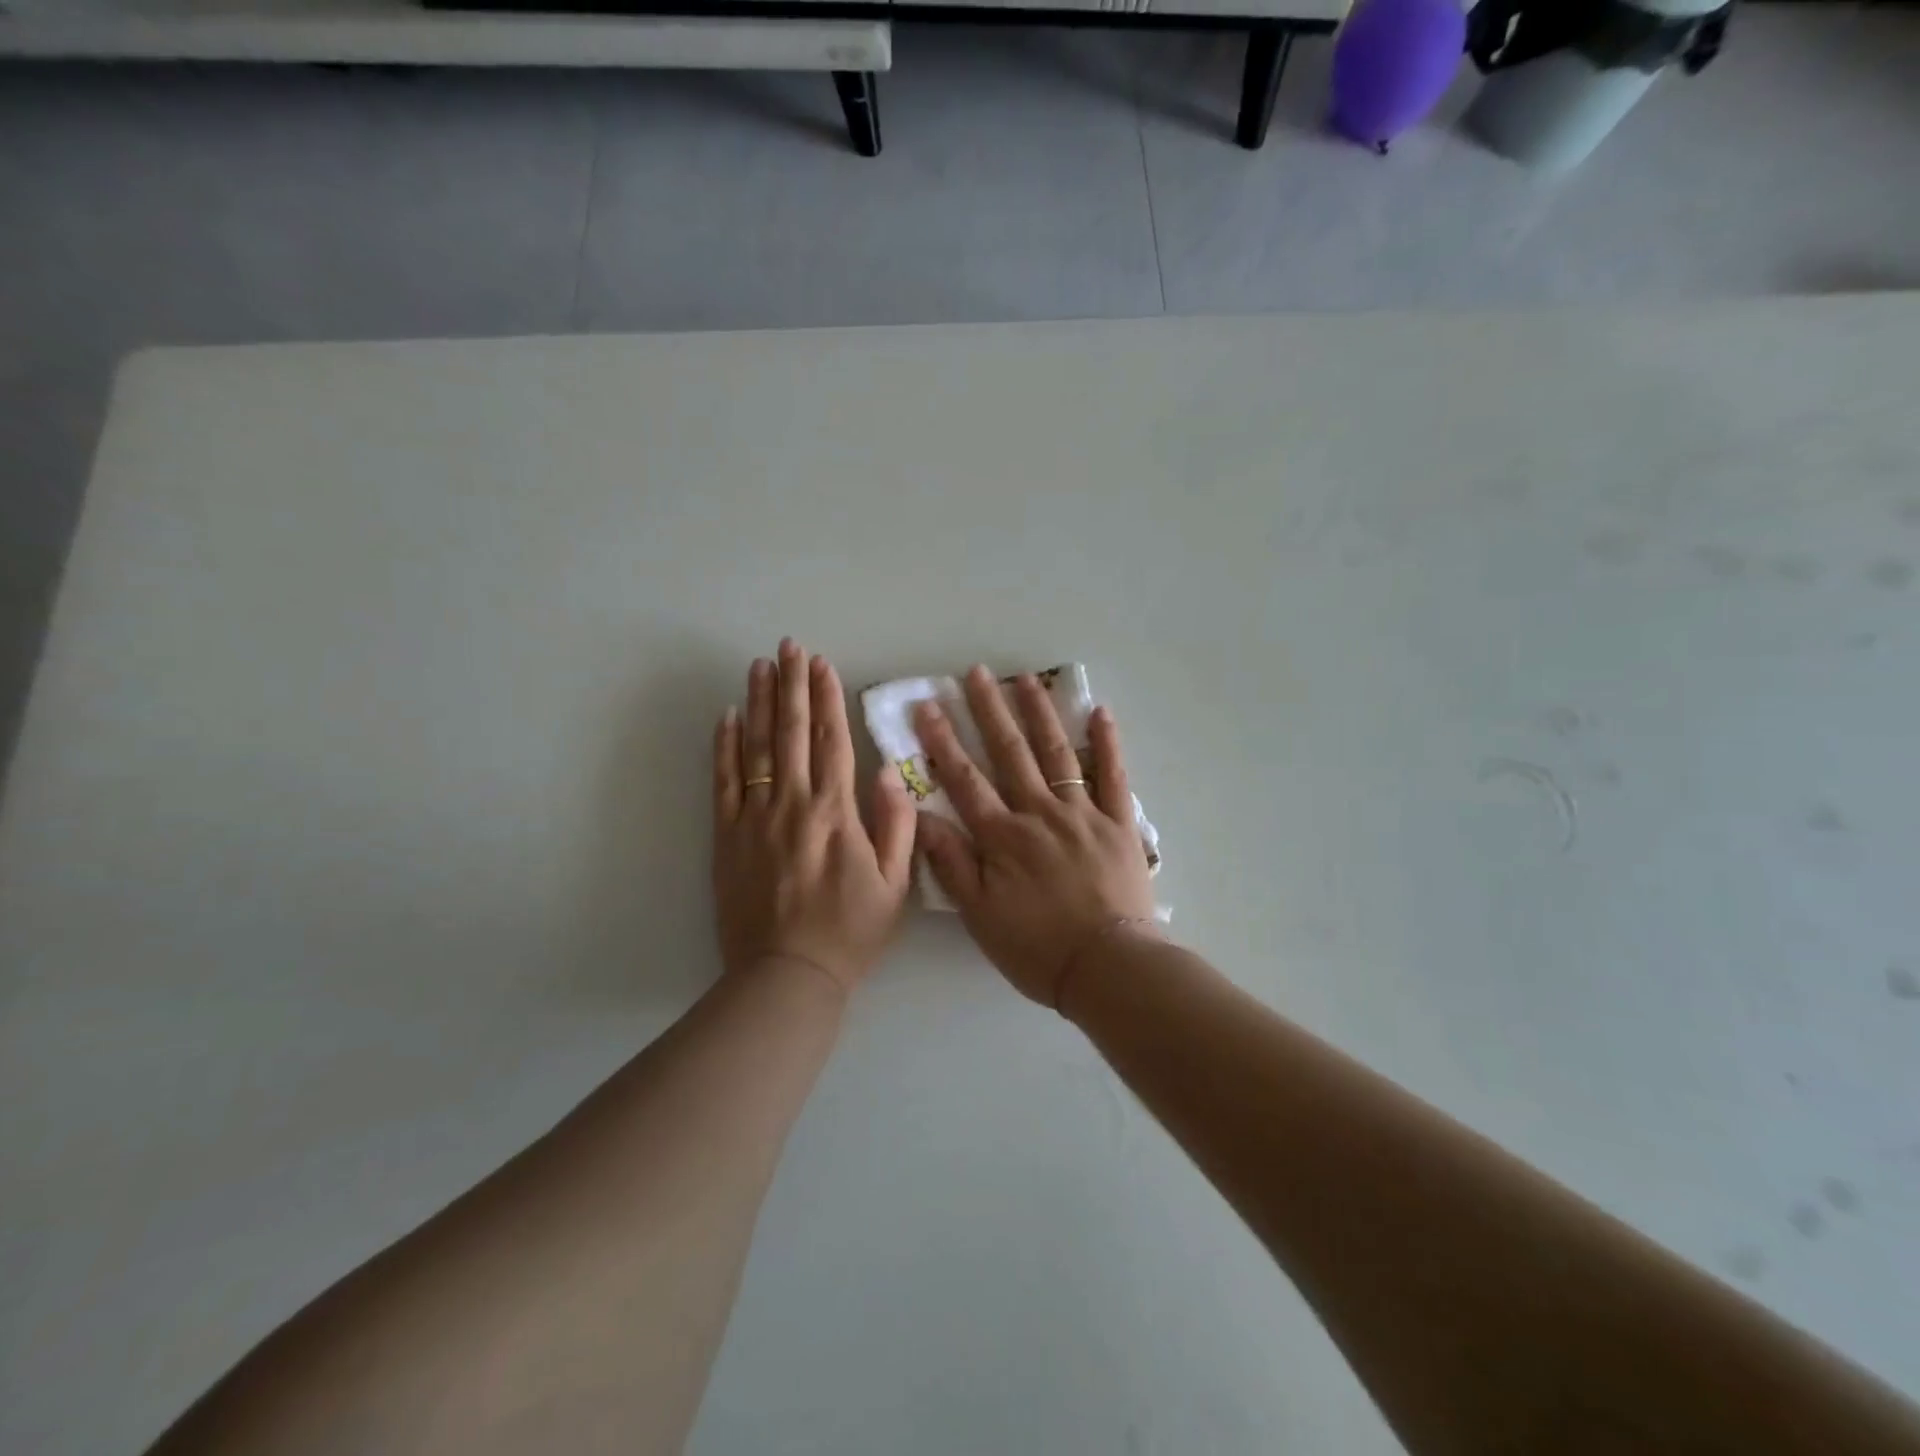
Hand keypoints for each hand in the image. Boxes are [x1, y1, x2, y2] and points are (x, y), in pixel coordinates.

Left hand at [713, 639, 914, 993]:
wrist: (787, 975)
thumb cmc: (850, 931)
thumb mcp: (894, 884)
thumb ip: (897, 824)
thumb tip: (891, 771)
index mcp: (836, 812)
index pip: (832, 740)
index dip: (827, 698)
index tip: (821, 663)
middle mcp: (793, 804)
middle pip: (792, 732)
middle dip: (791, 685)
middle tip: (787, 646)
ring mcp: (754, 818)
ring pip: (756, 747)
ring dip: (759, 703)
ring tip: (759, 666)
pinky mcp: (726, 837)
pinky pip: (724, 782)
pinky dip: (724, 746)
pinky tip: (727, 717)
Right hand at [914, 666, 1158, 1008]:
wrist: (1107, 967)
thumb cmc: (1037, 947)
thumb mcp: (979, 914)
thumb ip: (950, 863)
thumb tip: (921, 816)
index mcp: (1002, 836)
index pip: (965, 779)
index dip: (942, 742)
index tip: (927, 706)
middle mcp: (1040, 812)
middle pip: (1010, 753)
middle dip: (989, 711)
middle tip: (976, 673)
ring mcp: (1082, 813)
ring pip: (1057, 753)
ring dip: (1039, 713)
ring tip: (1025, 679)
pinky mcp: (1118, 823)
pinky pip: (1113, 776)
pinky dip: (1106, 743)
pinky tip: (1099, 713)